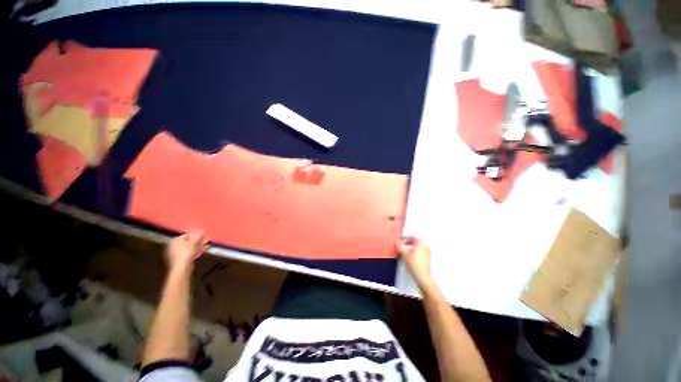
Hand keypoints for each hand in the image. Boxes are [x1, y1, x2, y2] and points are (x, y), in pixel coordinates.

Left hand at [165, 231, 207, 270]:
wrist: (182, 267)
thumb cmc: (186, 252)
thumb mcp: (194, 241)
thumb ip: (198, 235)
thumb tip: (202, 231)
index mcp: (175, 240)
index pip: (187, 235)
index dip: (196, 234)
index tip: (203, 235)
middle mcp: (174, 246)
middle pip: (189, 241)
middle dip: (199, 240)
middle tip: (206, 239)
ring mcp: (177, 254)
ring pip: (191, 248)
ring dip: (199, 245)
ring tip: (207, 243)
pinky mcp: (182, 260)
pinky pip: (190, 253)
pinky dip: (197, 250)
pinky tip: (204, 249)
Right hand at [396, 237, 434, 289]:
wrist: (423, 277)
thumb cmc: (415, 266)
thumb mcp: (404, 254)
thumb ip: (399, 246)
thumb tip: (396, 242)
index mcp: (421, 243)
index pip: (411, 237)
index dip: (405, 238)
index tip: (400, 240)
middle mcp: (425, 246)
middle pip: (415, 241)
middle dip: (408, 242)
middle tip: (402, 244)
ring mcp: (428, 252)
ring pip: (418, 246)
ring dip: (411, 247)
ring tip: (405, 250)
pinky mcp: (428, 258)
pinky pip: (421, 251)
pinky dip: (415, 251)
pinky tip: (411, 256)